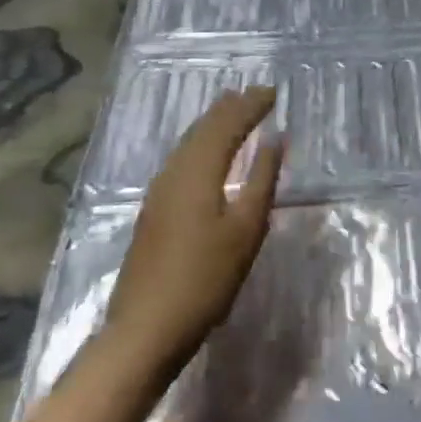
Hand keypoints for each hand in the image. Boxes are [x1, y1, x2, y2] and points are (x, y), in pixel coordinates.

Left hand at [105, 87, 284, 369]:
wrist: (144, 330)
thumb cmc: (205, 279)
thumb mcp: (246, 230)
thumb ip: (262, 180)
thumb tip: (275, 138)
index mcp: (198, 171)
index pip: (227, 125)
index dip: (250, 106)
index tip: (273, 91)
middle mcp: (174, 172)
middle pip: (203, 128)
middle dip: (230, 108)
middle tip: (255, 94)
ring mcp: (159, 192)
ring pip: (189, 143)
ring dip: (213, 123)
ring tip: (233, 111)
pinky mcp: (154, 210)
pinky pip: (182, 159)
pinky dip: (201, 143)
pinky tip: (207, 153)